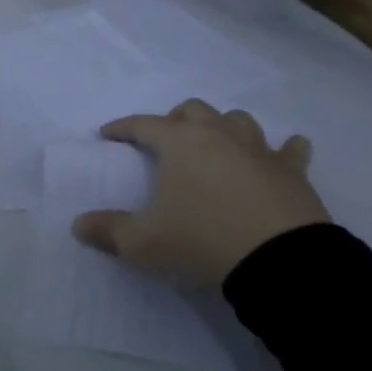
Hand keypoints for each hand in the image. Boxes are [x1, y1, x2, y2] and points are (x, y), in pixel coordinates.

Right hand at [72, 100, 330, 290]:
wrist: (280, 260)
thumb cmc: (202, 240)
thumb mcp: (143, 243)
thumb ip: (108, 230)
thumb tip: (78, 225)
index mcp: (179, 143)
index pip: (142, 124)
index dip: (122, 128)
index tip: (108, 135)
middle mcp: (218, 135)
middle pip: (193, 110)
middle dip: (175, 120)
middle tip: (166, 142)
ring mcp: (259, 149)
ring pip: (238, 120)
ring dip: (223, 127)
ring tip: (216, 145)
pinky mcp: (292, 171)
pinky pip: (290, 149)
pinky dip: (283, 149)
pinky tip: (283, 153)